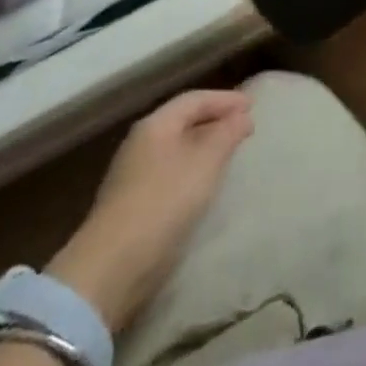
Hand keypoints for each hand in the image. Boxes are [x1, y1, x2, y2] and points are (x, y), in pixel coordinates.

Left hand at [46, 88, 253, 330]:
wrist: (113, 266)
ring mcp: (133, 174)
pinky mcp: (133, 204)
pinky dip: (192, 168)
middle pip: (182, 121)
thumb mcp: (205, 162)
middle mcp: (141, 143)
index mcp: (155, 124)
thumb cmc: (164, 201)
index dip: (225, 99)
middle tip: (243, 126)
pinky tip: (204, 182)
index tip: (253, 106)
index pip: (194, 100)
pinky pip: (170, 172)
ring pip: (176, 148)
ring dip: (204, 145)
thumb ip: (226, 134)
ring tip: (229, 153)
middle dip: (214, 120)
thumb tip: (242, 116)